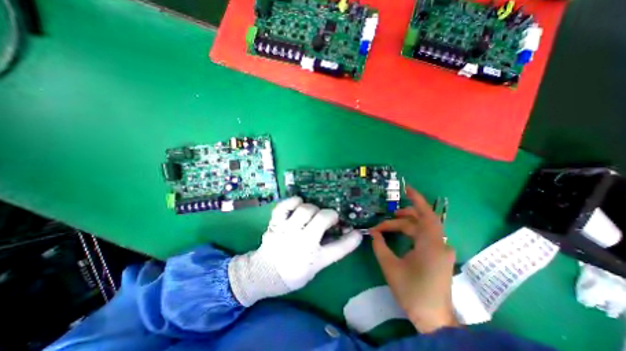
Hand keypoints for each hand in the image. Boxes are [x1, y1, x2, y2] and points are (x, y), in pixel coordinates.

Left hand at [229, 197, 365, 306]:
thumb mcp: (314, 268)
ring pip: (305, 210)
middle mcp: (302, 242)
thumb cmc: (291, 274)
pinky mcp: (275, 224)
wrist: (263, 274)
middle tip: (330, 216)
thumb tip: (339, 234)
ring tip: (313, 212)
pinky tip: (298, 202)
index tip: (357, 232)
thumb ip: (326, 251)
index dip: (351, 239)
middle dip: (330, 214)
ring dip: (313, 208)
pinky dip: (292, 201)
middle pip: (323, 219)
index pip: (339, 248)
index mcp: (314, 259)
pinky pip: (283, 207)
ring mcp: (287, 231)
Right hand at [368, 187, 458, 330]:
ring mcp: (441, 250)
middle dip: (401, 217)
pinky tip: (399, 236)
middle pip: (419, 221)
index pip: (426, 214)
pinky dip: (410, 233)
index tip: (406, 187)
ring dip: (403, 226)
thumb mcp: (390, 266)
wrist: (433, 319)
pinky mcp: (439, 255)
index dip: (417, 199)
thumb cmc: (411, 292)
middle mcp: (440, 243)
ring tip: (386, 228)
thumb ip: (379, 245)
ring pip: (421, 229)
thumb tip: (373, 232)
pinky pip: (424, 237)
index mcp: (431, 244)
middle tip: (384, 220)